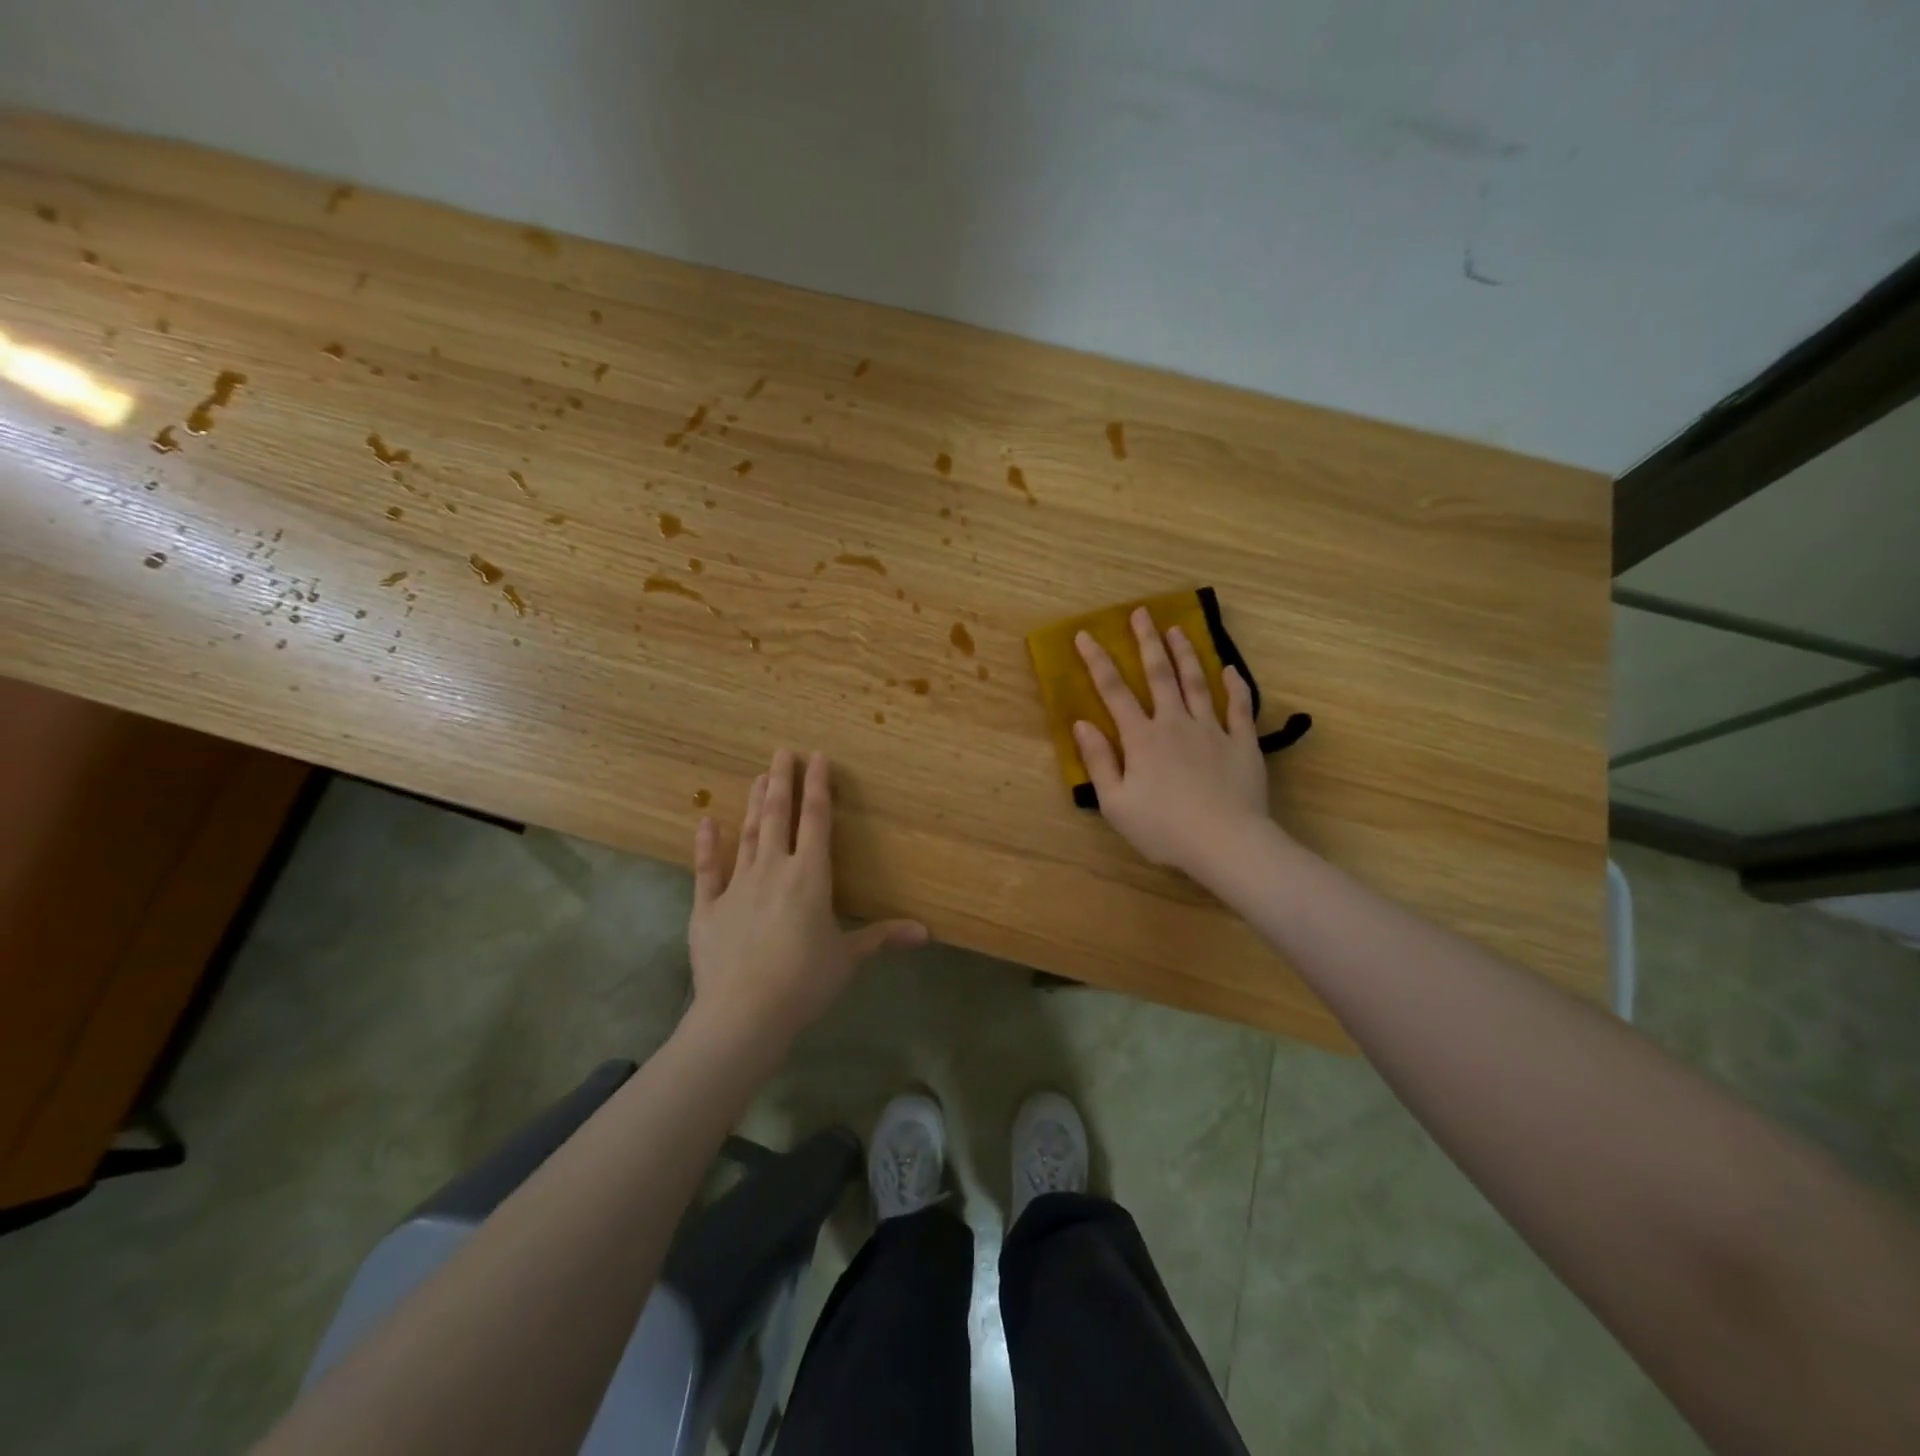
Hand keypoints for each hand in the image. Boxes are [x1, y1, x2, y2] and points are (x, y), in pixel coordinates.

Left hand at [688, 748, 927, 1057]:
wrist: (744, 1013)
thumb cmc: (805, 982)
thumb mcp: (848, 958)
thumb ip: (882, 937)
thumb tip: (925, 932)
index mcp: (811, 876)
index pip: (817, 820)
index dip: (818, 786)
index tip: (816, 757)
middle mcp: (774, 870)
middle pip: (778, 816)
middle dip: (781, 781)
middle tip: (781, 751)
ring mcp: (737, 886)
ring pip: (748, 834)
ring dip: (753, 804)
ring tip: (757, 776)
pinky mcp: (707, 908)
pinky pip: (706, 870)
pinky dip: (706, 845)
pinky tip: (705, 821)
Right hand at [1073, 608, 1277, 880]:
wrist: (1226, 843)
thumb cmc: (1163, 829)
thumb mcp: (1116, 803)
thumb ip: (1099, 761)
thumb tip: (1082, 724)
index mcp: (1142, 738)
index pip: (1114, 692)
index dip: (1097, 662)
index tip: (1086, 635)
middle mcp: (1175, 724)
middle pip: (1159, 675)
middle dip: (1148, 641)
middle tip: (1142, 613)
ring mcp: (1212, 730)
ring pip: (1197, 683)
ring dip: (1185, 654)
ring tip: (1178, 629)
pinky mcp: (1242, 744)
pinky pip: (1239, 708)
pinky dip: (1235, 686)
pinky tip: (1230, 670)